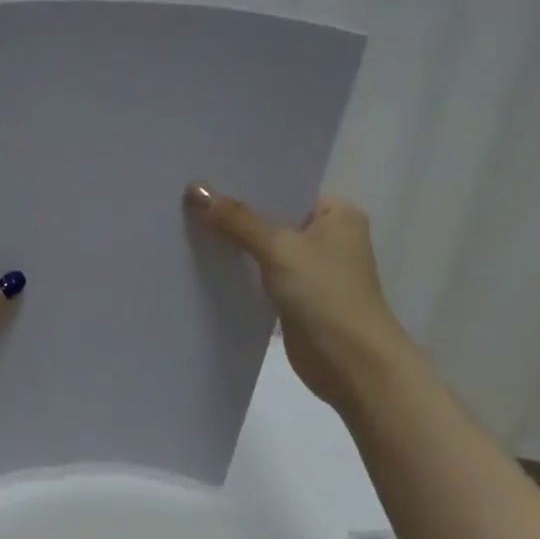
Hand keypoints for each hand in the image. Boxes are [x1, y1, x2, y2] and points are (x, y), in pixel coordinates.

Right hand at [185, 184, 410, 408]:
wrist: (351, 363)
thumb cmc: (326, 294)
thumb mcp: (279, 248)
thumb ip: (237, 220)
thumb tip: (196, 188)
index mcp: (337, 213)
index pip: (287, 188)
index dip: (249, 182)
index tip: (207, 174)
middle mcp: (328, 237)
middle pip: (273, 217)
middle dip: (236, 213)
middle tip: (189, 198)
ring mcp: (313, 270)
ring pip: (265, 249)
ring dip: (235, 244)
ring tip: (188, 224)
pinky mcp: (296, 299)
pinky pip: (261, 276)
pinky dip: (240, 272)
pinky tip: (205, 263)